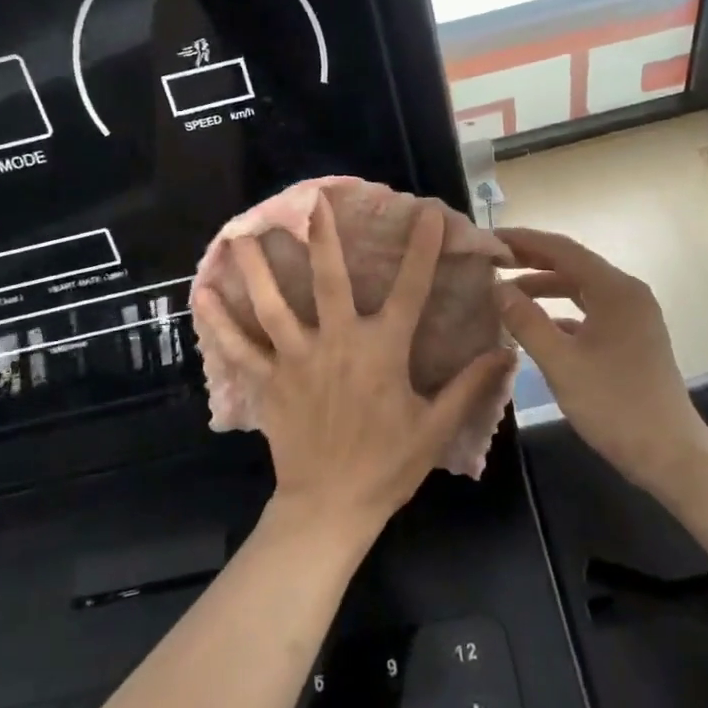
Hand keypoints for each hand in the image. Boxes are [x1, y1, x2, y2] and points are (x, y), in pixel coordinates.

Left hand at [194, 195, 515, 544]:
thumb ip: (470, 385)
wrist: (331, 506)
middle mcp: (339, 343)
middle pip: (329, 280)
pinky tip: (202, 294)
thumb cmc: (387, 465)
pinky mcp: (269, 381)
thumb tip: (505, 351)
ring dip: (258, 267)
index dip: (422, 250)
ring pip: (273, 304)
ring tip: (242, 233)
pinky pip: (240, 347)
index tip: (426, 214)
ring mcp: (298, 359)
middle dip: (323, 237)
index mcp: (383, 351)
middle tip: (312, 201)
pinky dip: (220, 321)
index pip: (410, 290)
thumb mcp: (436, 427)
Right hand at [495, 227, 707, 492]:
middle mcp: (627, 294)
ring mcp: (633, 317)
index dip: (524, 241)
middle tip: (491, 262)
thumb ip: (526, 321)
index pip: (563, 249)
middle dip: (532, 261)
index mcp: (616, 290)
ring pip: (581, 289)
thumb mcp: (561, 363)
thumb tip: (497, 287)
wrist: (671, 455)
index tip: (489, 240)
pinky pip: (589, 312)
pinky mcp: (631, 338)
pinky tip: (534, 325)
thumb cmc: (614, 405)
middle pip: (573, 265)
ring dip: (544, 288)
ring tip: (505, 293)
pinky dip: (560, 312)